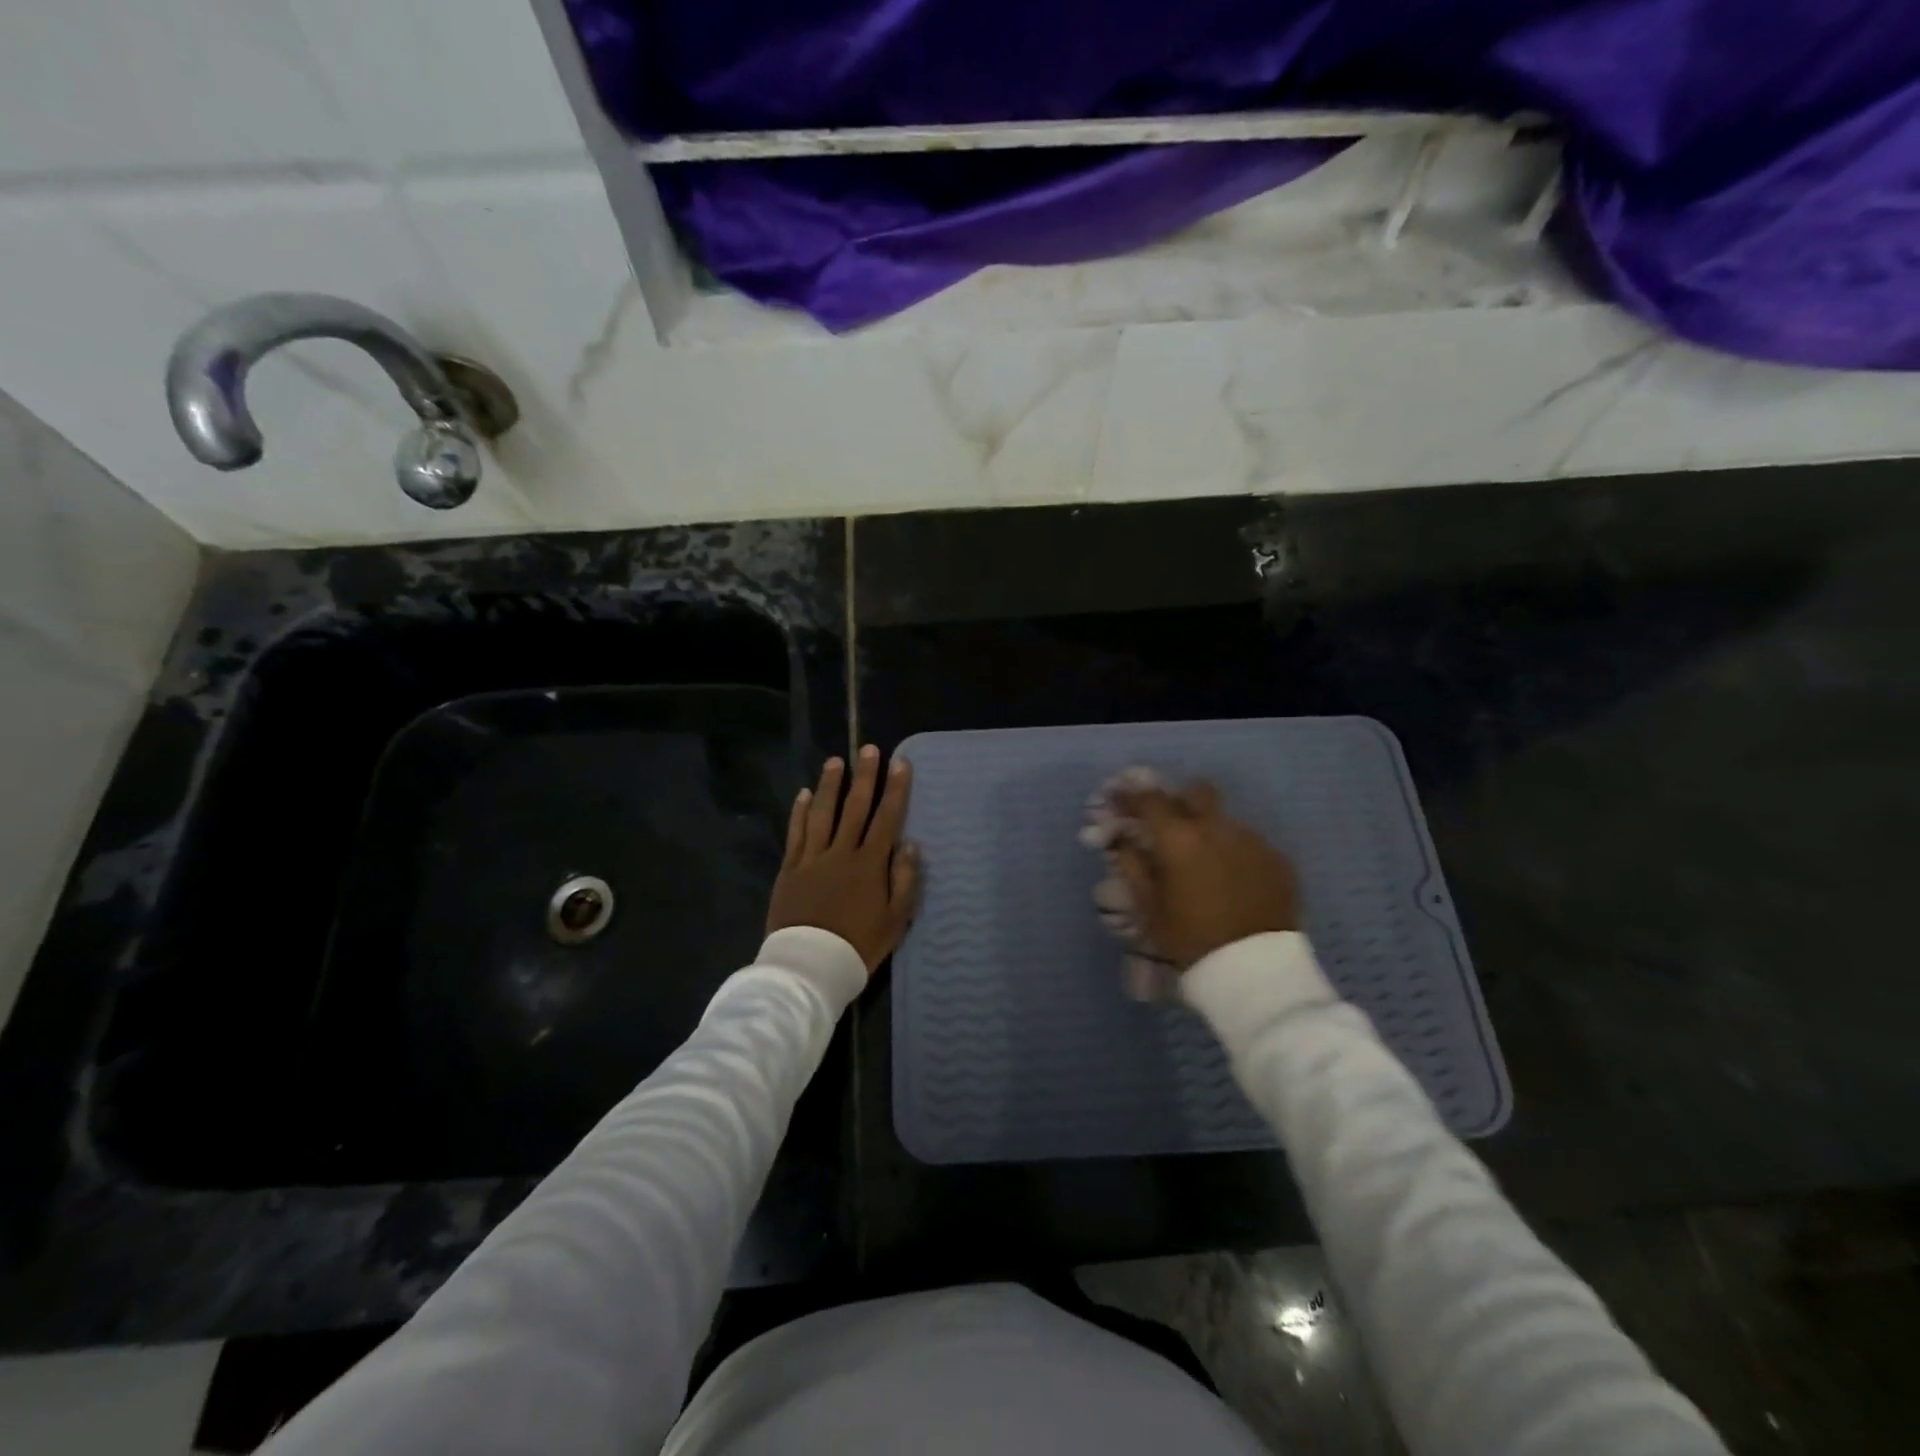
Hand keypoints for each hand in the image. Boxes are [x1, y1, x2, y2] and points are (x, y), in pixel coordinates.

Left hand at [766, 745, 920, 973]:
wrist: (810, 965)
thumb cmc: (859, 945)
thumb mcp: (895, 919)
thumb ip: (904, 880)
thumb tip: (910, 844)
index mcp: (870, 864)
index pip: (887, 818)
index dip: (895, 789)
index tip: (900, 763)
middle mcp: (841, 852)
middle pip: (855, 807)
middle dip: (864, 776)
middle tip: (869, 749)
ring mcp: (812, 858)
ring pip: (822, 813)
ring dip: (830, 785)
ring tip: (836, 761)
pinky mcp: (790, 869)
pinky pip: (796, 833)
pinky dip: (799, 812)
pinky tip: (803, 794)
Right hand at [1113, 780, 1299, 969]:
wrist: (1256, 972)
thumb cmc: (1191, 940)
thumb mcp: (1149, 908)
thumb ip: (1132, 866)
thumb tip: (1123, 840)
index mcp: (1180, 838)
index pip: (1150, 800)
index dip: (1131, 796)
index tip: (1119, 800)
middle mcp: (1218, 828)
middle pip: (1197, 792)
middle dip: (1179, 800)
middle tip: (1168, 823)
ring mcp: (1253, 841)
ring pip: (1225, 819)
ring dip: (1209, 829)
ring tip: (1203, 860)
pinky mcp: (1278, 860)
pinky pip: (1250, 843)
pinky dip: (1234, 852)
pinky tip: (1231, 879)